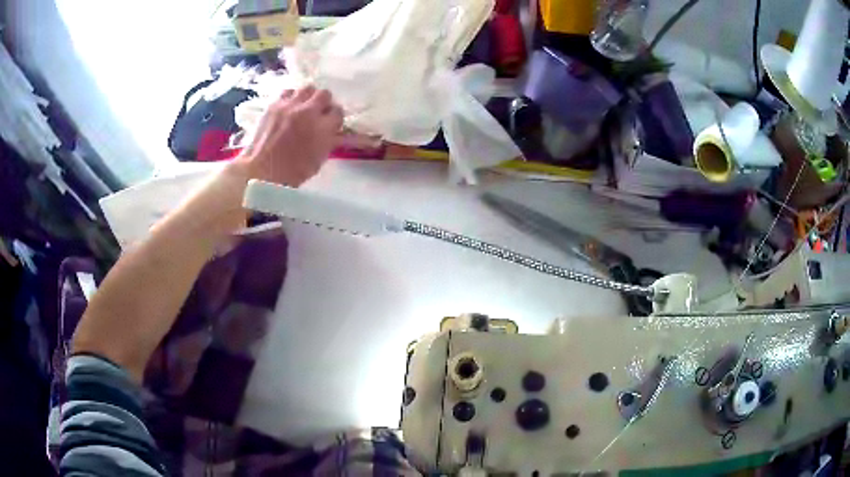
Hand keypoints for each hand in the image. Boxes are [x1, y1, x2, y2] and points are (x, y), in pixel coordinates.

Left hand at [237, 86, 343, 186]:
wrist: (261, 171)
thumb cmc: (292, 172)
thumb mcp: (319, 159)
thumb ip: (329, 140)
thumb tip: (335, 131)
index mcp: (323, 128)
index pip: (338, 112)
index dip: (335, 118)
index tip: (331, 123)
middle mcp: (309, 112)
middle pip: (324, 94)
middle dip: (324, 103)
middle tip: (318, 112)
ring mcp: (290, 106)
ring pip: (307, 89)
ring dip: (308, 97)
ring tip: (303, 107)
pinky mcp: (275, 104)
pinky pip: (288, 92)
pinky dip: (291, 98)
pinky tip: (288, 108)